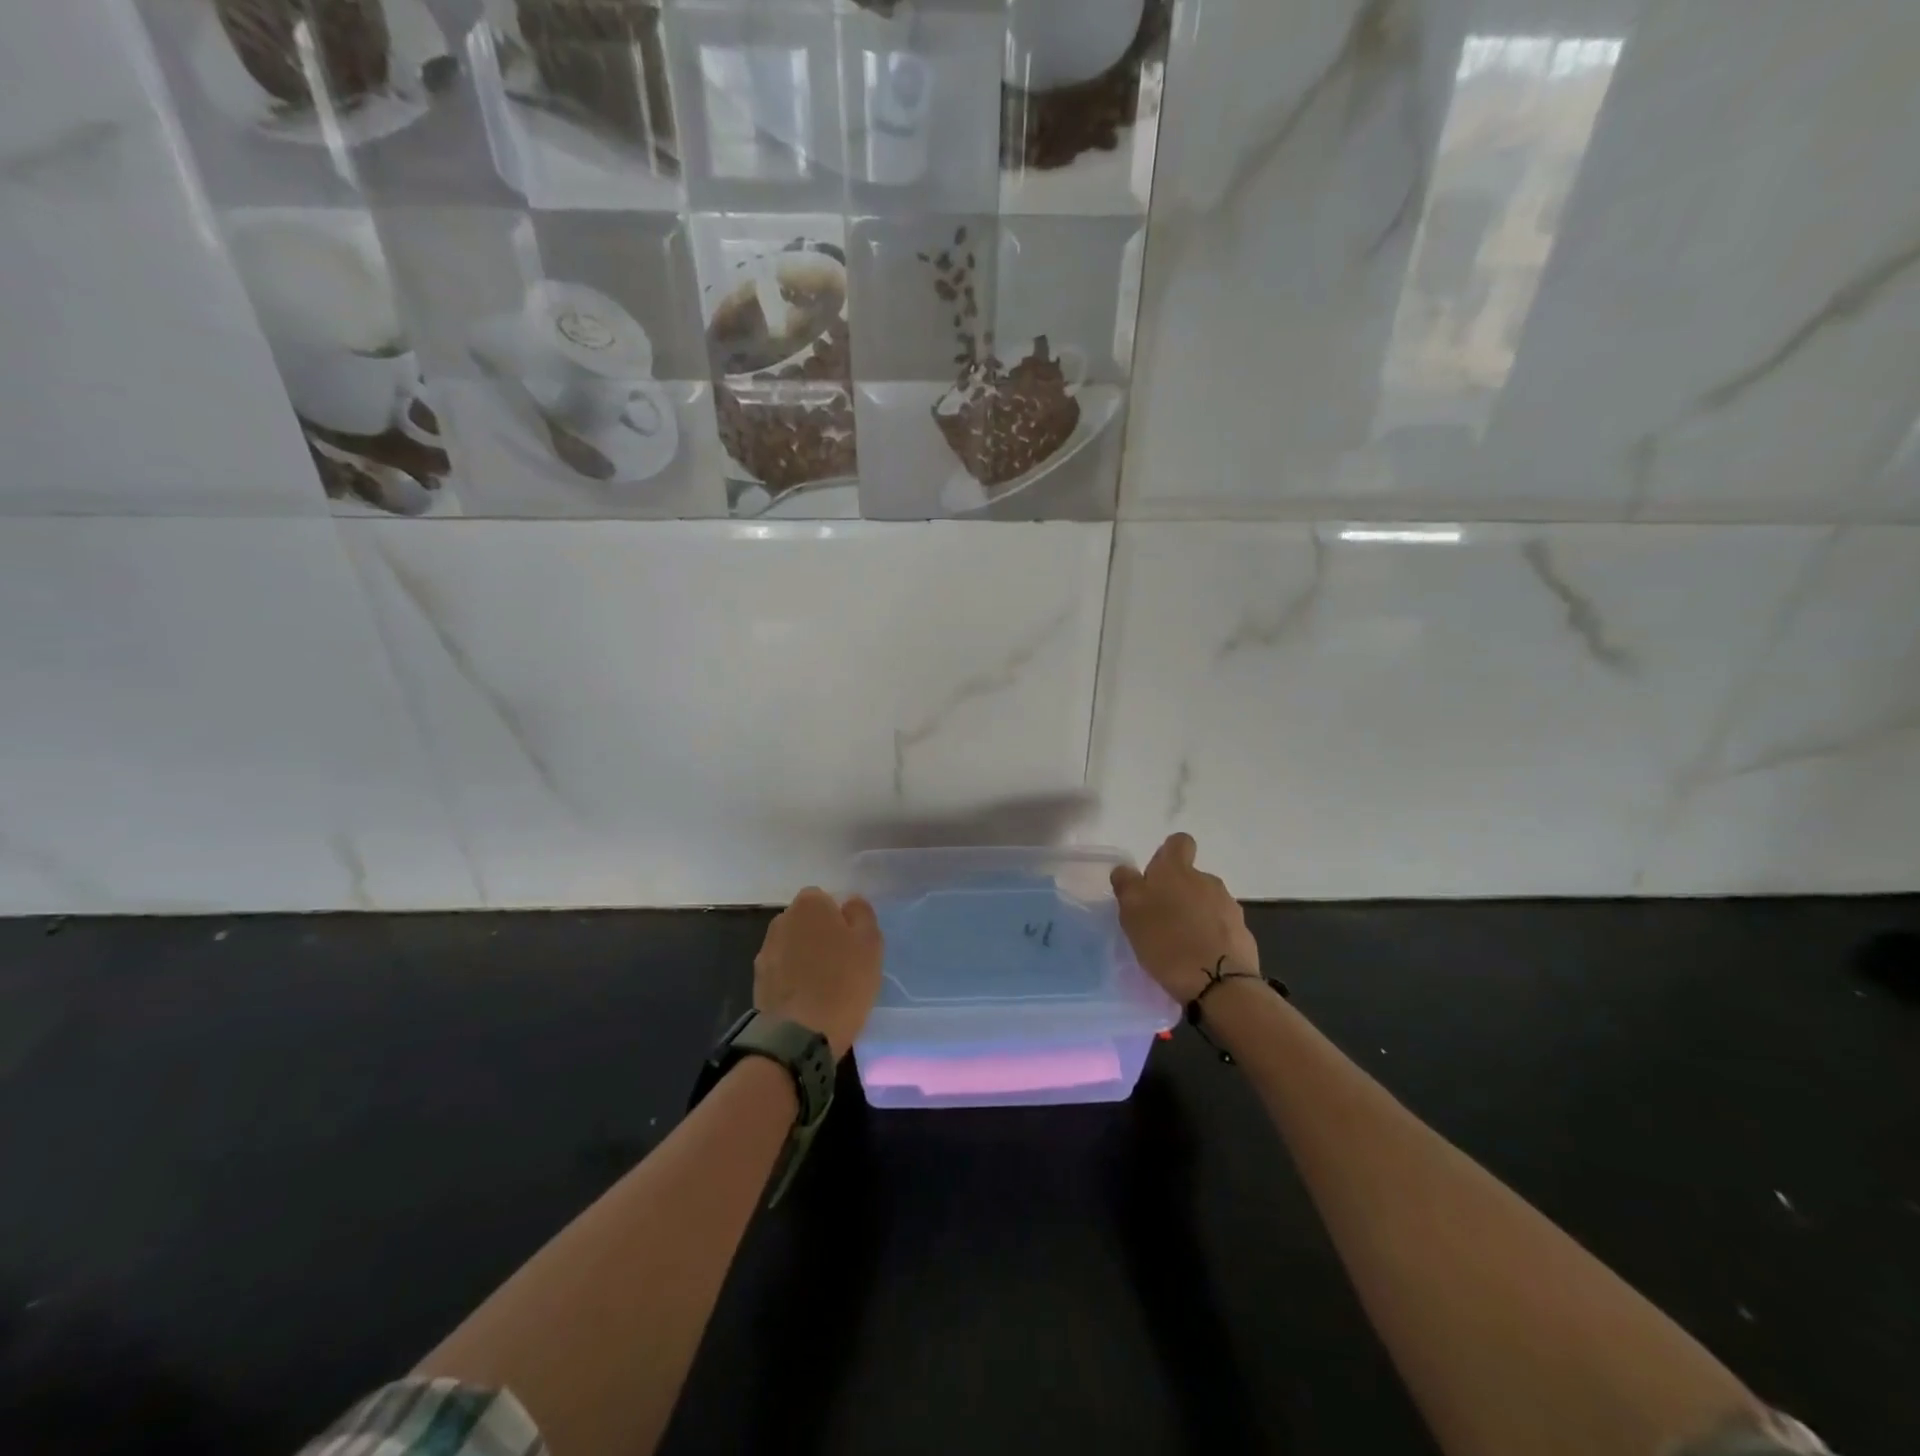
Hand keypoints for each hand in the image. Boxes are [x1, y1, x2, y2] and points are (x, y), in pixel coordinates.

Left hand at [754, 888, 883, 1059]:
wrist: (798, 1036)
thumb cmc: (843, 983)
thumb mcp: (870, 943)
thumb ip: (862, 914)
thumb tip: (849, 902)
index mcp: (809, 904)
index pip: (826, 899)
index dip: (840, 919)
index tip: (852, 943)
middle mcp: (782, 920)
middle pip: (807, 922)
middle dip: (820, 936)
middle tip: (842, 964)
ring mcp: (765, 951)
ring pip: (794, 947)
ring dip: (805, 958)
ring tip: (825, 986)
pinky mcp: (758, 981)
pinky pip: (783, 972)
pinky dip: (793, 980)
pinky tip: (808, 1000)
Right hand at [1111, 833, 1259, 1005]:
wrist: (1219, 983)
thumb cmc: (1166, 942)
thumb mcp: (1132, 913)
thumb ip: (1127, 885)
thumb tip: (1126, 871)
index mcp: (1177, 870)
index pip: (1179, 842)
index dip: (1168, 854)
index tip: (1156, 877)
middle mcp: (1206, 880)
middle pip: (1191, 877)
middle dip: (1178, 892)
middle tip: (1160, 919)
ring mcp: (1229, 906)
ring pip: (1206, 902)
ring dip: (1194, 915)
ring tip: (1179, 943)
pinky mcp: (1243, 932)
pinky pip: (1221, 926)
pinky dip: (1210, 936)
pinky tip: (1199, 958)